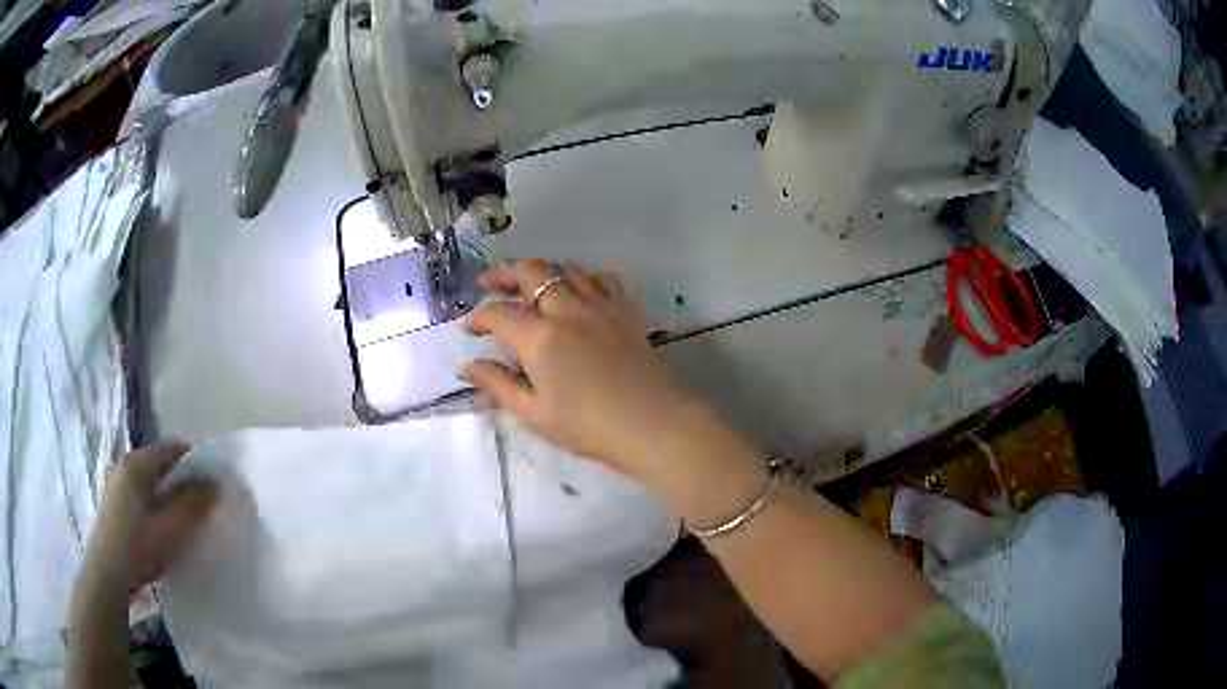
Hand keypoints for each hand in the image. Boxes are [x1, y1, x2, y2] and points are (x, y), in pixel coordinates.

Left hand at [78, 441, 217, 596]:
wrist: (109, 573)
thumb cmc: (140, 545)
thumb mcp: (172, 527)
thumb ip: (194, 503)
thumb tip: (215, 484)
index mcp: (137, 463)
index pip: (171, 448)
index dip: (195, 457)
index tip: (215, 474)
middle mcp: (124, 465)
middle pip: (159, 464)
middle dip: (182, 477)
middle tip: (203, 497)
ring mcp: (115, 484)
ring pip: (149, 481)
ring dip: (168, 492)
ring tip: (185, 513)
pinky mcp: (113, 504)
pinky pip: (140, 494)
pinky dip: (156, 502)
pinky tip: (163, 523)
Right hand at [463, 259, 695, 478]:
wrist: (650, 424)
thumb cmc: (588, 426)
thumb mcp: (534, 413)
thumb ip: (499, 385)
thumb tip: (469, 367)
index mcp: (540, 337)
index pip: (499, 313)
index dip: (478, 317)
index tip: (470, 329)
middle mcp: (568, 310)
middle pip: (530, 272)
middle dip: (503, 273)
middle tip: (488, 282)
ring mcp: (601, 305)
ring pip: (566, 269)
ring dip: (542, 271)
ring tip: (529, 284)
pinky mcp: (626, 310)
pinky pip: (603, 278)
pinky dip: (584, 276)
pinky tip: (579, 289)